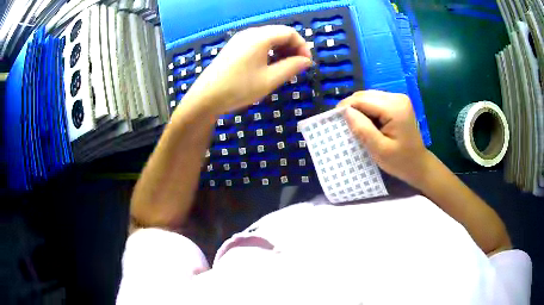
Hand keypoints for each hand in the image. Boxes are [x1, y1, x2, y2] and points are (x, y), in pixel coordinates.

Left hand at [182, 25, 311, 115]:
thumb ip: (291, 67)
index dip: (302, 46)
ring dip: (281, 51)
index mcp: (260, 37)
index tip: (306, 64)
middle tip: (297, 67)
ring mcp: (240, 39)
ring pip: (268, 39)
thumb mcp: (270, 79)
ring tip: (284, 69)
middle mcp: (250, 33)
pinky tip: (268, 67)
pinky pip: (257, 44)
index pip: (290, 33)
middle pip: (279, 33)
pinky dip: (268, 52)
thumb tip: (306, 61)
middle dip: (292, 48)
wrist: (206, 98)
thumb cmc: (239, 88)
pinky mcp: (233, 47)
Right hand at [338, 90, 429, 184]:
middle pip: (365, 95)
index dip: (346, 107)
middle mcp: (397, 97)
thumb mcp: (379, 150)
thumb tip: (345, 111)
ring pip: (369, 97)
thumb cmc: (400, 161)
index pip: (363, 100)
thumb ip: (363, 129)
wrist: (418, 164)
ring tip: (354, 124)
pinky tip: (366, 122)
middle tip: (343, 124)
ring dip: (359, 108)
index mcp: (395, 108)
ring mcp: (398, 98)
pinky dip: (367, 109)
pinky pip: (375, 101)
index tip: (334, 120)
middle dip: (351, 107)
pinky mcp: (397, 102)